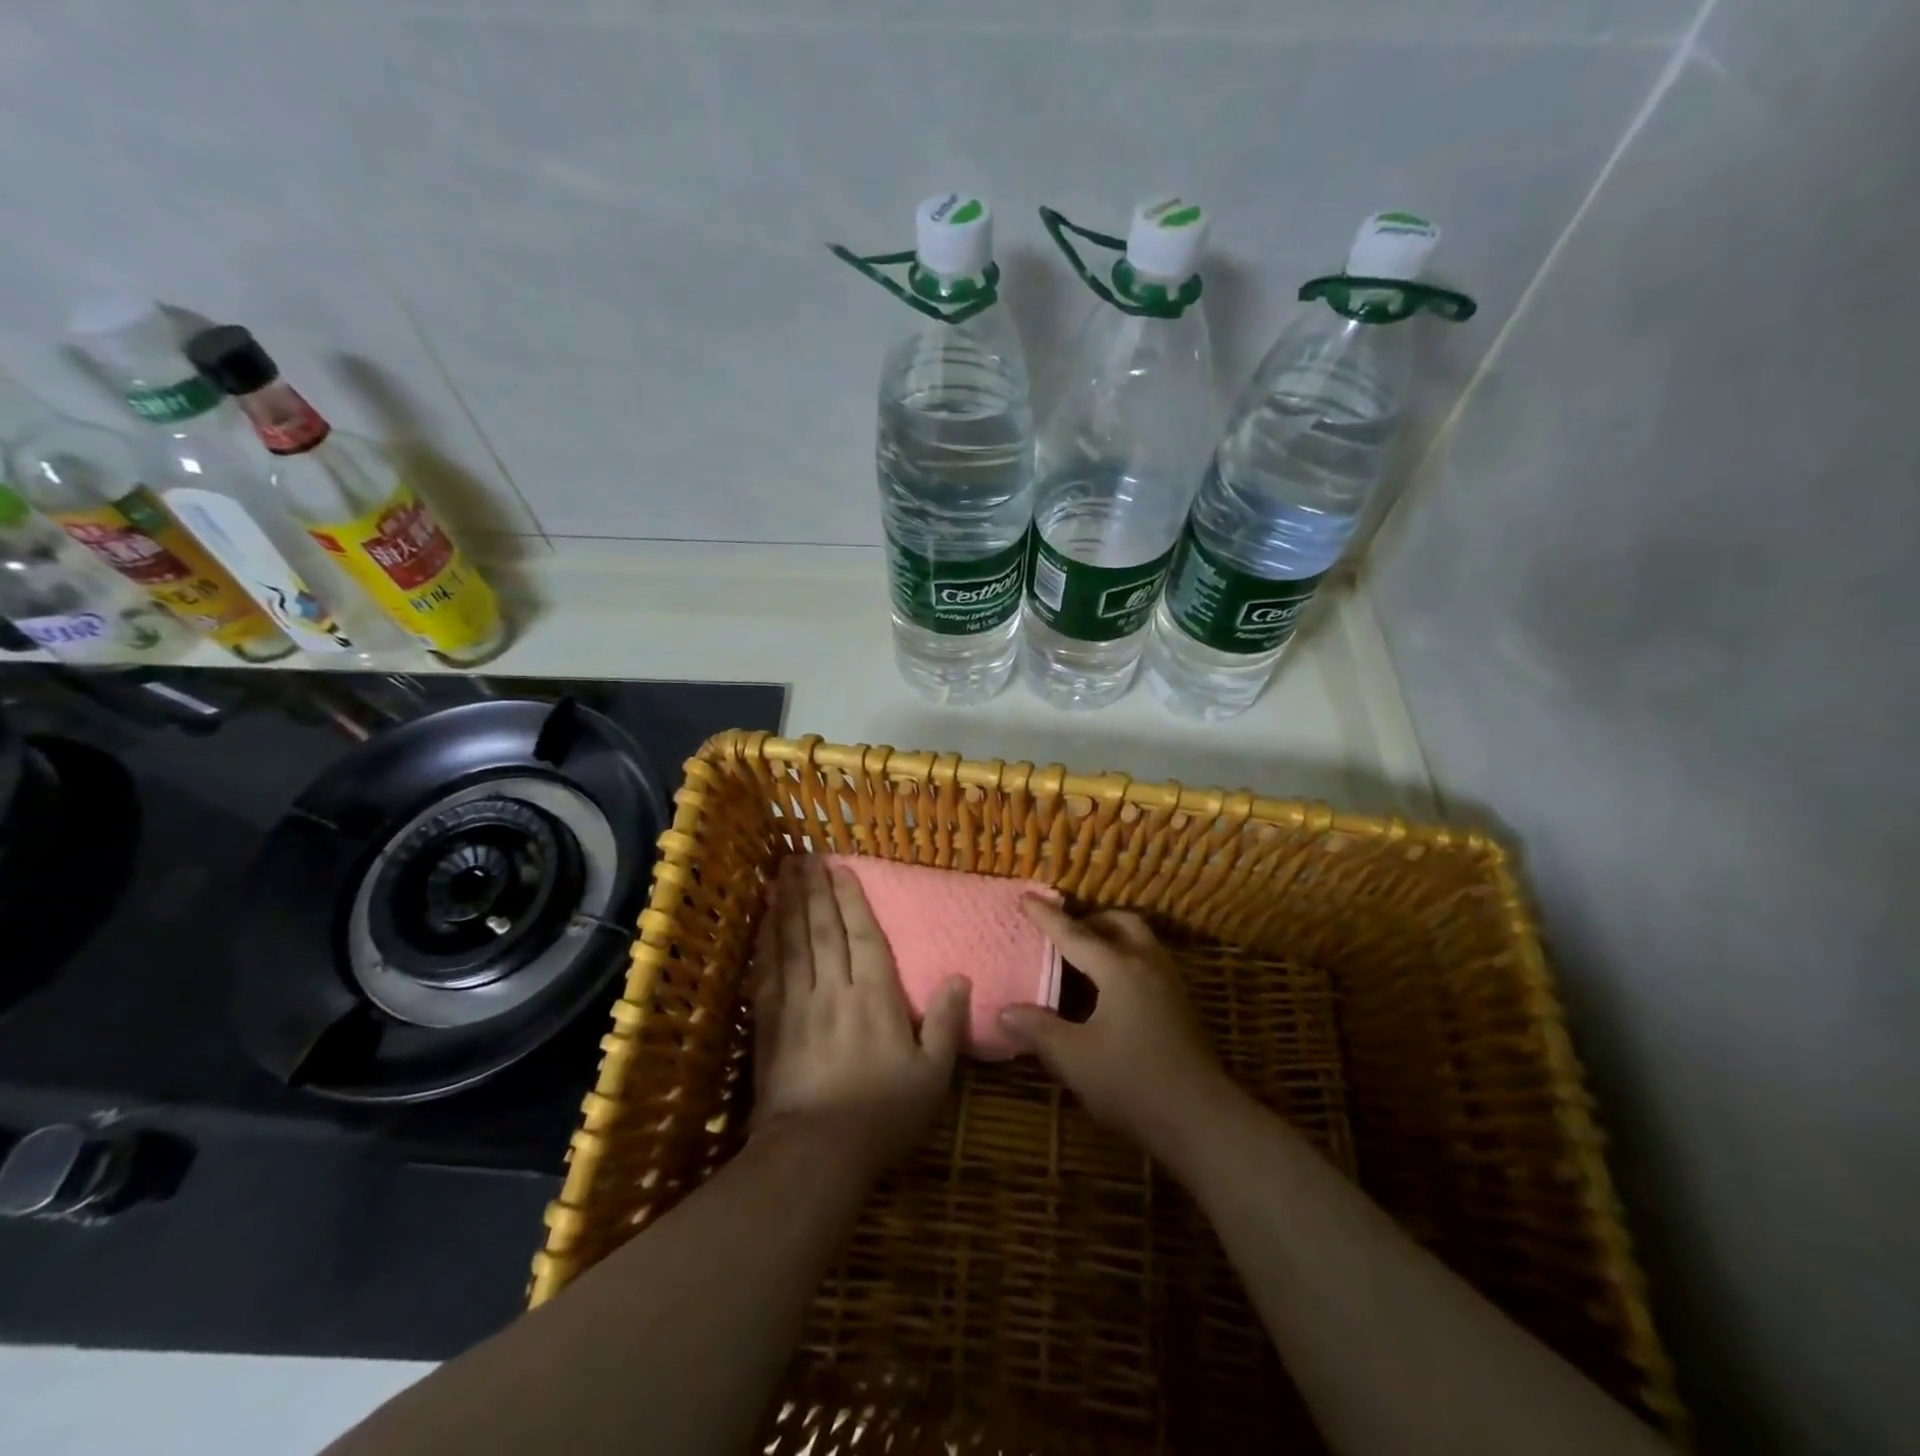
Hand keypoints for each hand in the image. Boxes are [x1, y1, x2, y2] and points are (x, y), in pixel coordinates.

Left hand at [750, 855, 970, 1168]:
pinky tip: (764, 922)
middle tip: (804, 856)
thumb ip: (947, 1023)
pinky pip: (767, 971)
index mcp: (875, 996)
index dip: (852, 900)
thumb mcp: (932, 1074)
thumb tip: (960, 976)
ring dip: (789, 904)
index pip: (864, 936)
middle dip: (815, 889)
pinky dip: (766, 941)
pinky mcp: (769, 1023)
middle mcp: (834, 988)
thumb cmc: (882, 1114)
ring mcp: (797, 1003)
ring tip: (784, 873)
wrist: (815, 1151)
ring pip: (793, 941)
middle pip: (823, 928)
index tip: (841, 868)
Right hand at [999, 900, 1235, 1162]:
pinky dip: (1127, 959)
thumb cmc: (1132, 1082)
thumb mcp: (1074, 1058)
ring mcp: (1171, 984)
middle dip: (1090, 920)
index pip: (1075, 935)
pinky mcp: (1182, 1006)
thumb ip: (1038, 1030)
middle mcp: (1148, 965)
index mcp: (1119, 969)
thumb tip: (1005, 1011)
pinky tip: (1112, 991)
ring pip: (1141, 941)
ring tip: (1086, 958)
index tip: (1027, 897)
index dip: (1048, 917)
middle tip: (1064, 934)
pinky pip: (1150, 962)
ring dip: (1113, 938)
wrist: (1202, 1120)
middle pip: (1120, 924)